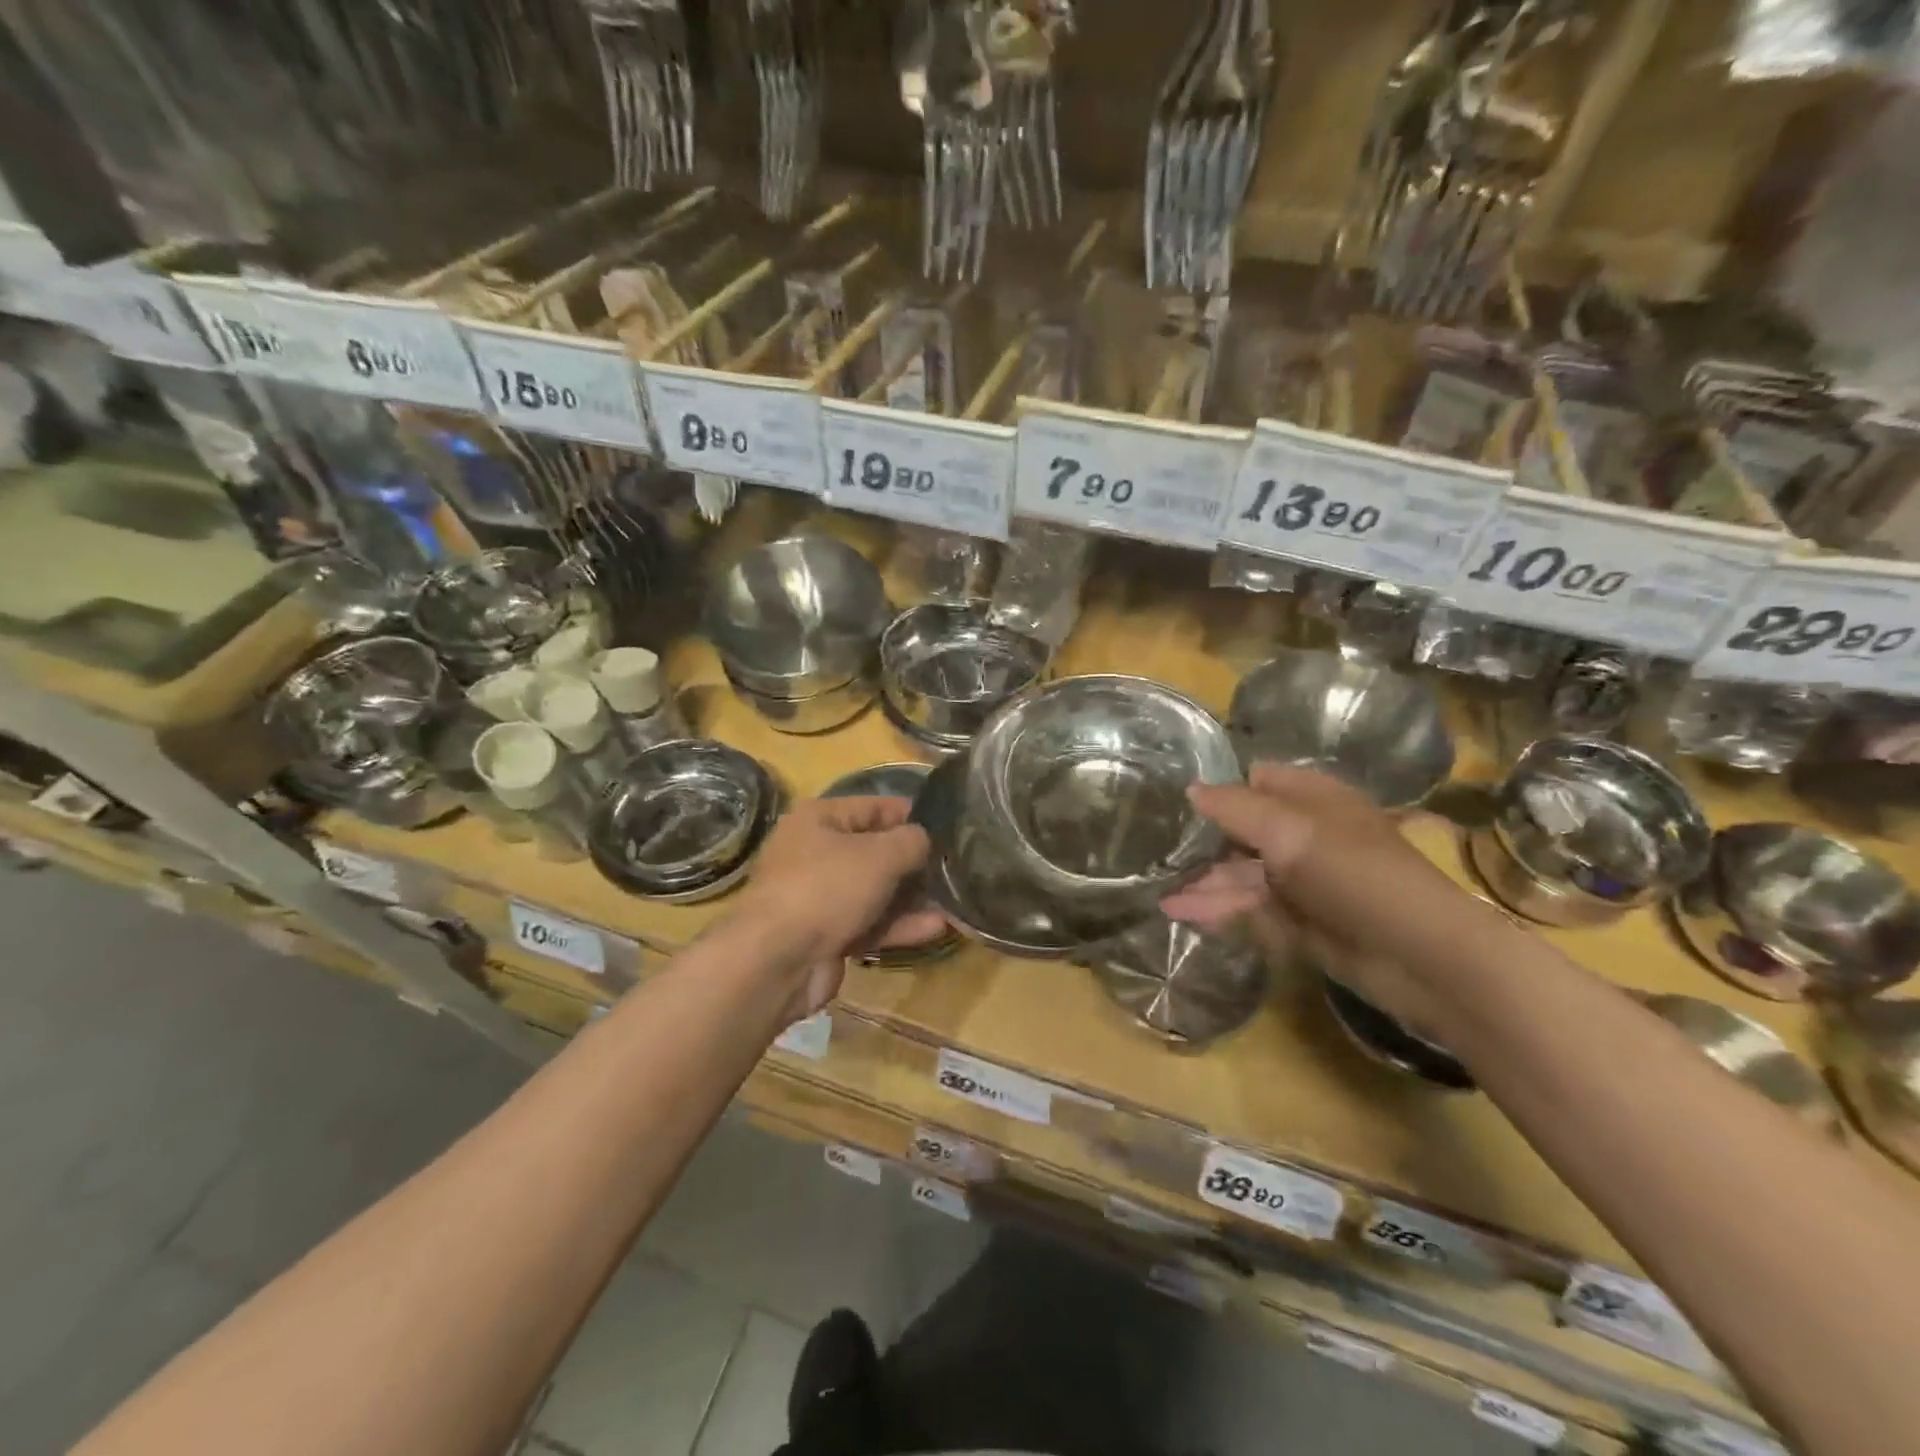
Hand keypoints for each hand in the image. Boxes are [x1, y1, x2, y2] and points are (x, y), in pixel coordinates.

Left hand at [734, 796, 947, 1019]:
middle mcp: (815, 853)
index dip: (911, 815)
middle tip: (954, 867)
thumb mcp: (880, 855)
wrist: (777, 961)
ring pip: (874, 891)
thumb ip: (912, 841)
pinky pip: (869, 923)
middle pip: (875, 851)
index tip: (948, 826)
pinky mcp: (826, 935)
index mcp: (819, 819)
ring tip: (953, 900)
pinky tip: (935, 928)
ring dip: (911, 897)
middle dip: (914, 861)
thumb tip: (926, 839)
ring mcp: (819, 897)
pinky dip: (898, 925)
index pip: (873, 807)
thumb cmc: (827, 888)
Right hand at [1162, 764, 1471, 1034]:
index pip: (1258, 780)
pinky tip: (1181, 913)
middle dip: (1203, 840)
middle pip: (1244, 830)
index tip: (1176, 799)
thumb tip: (1191, 789)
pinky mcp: (1299, 923)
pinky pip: (1251, 910)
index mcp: (1313, 800)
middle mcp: (1306, 836)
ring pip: (1243, 875)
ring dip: (1203, 882)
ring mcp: (1302, 882)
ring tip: (1159, 892)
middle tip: (1156, 850)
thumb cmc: (1353, 874)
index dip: (1221, 786)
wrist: (1417, 956)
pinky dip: (1218, 910)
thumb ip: (1234, 808)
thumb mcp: (1288, 831)